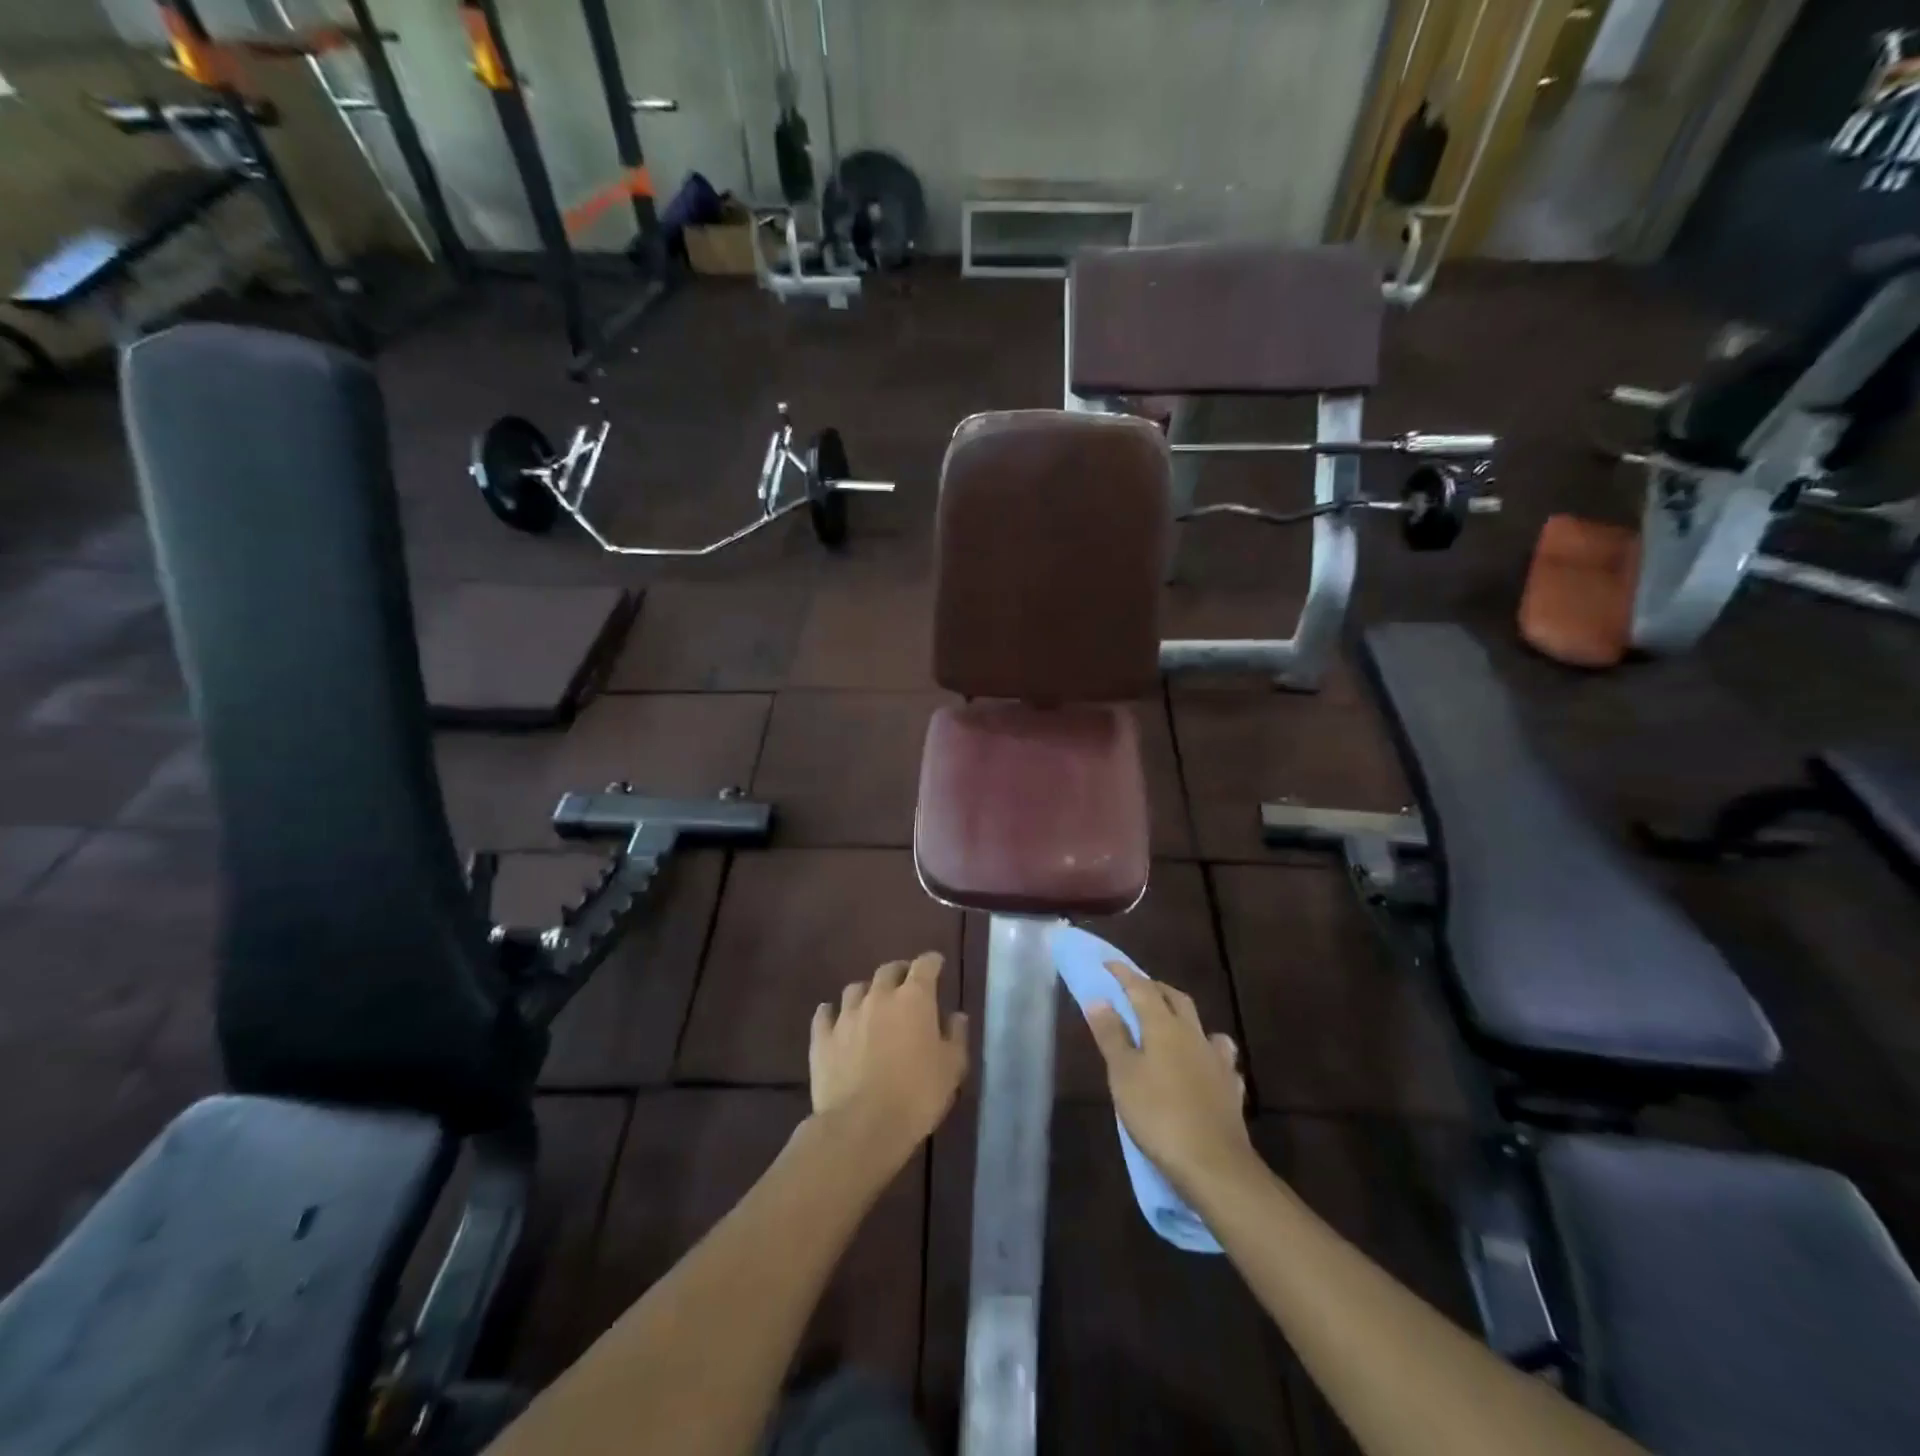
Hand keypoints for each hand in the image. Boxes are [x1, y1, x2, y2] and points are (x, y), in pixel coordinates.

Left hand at [810, 952, 968, 1174]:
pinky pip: (824, 1015)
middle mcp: (879, 997)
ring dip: (867, 992)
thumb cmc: (917, 1095)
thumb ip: (956, 1036)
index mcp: (914, 998)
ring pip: (855, 989)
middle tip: (906, 985)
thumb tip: (956, 1015)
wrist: (862, 1126)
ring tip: (871, 1004)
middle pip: (888, 970)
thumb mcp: (952, 1068)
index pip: (925, 965)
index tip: (937, 964)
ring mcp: (846, 1015)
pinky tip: (834, 1019)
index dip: (932, 962)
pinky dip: (831, 1014)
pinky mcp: (822, 1038)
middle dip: (899, 973)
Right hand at [1086, 961, 1253, 1197]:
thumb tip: (1099, 999)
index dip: (1125, 974)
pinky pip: (1221, 1060)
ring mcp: (1218, 1061)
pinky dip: (1208, 1055)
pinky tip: (1204, 1067)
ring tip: (1173, 1026)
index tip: (1109, 965)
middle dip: (1155, 989)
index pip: (1142, 988)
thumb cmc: (1159, 1114)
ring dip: (1185, 1018)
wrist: (1214, 1164)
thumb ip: (1111, 1035)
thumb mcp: (1123, 1075)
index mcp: (1164, 1026)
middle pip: (1176, 999)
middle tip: (1136, 990)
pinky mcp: (1231, 1088)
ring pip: (1203, 1026)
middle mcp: (1194, 1035)